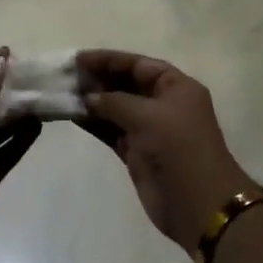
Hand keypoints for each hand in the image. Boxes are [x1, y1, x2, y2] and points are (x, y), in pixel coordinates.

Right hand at [77, 50, 259, 249]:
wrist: (198, 203)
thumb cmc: (178, 148)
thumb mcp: (146, 116)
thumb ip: (113, 101)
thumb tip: (88, 98)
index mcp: (176, 87)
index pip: (138, 64)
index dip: (109, 60)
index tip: (78, 59)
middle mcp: (163, 104)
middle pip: (126, 84)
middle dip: (98, 80)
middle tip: (67, 78)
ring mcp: (150, 129)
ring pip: (116, 108)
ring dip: (93, 102)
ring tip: (65, 95)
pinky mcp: (138, 152)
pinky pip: (112, 131)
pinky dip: (95, 124)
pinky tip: (74, 116)